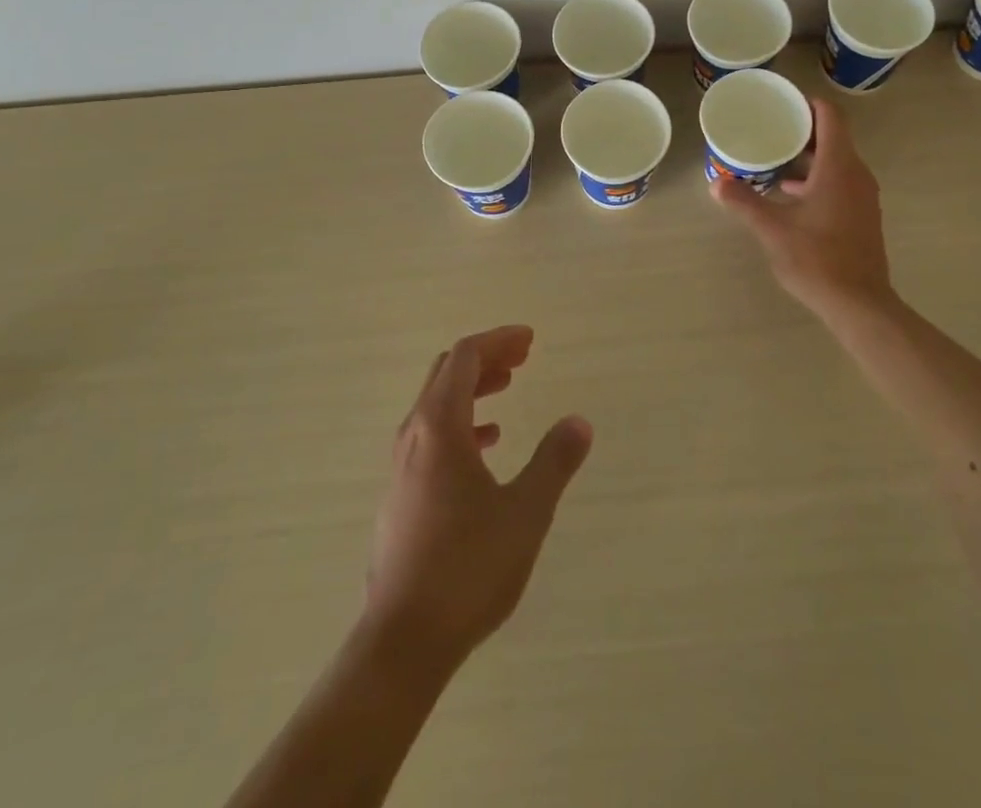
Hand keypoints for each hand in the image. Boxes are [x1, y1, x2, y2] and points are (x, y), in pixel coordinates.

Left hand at [365, 326, 592, 671]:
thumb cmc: (467, 567)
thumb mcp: (525, 512)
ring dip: (472, 389)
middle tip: (522, 358)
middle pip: (446, 374)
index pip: (464, 358)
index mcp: (439, 426)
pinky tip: (487, 445)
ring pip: (436, 405)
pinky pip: (432, 437)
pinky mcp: (401, 496)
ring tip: (507, 389)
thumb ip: (554, 462)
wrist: (403, 641)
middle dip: (485, 358)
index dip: (498, 341)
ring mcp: (402, 467)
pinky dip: (462, 424)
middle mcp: (413, 436)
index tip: (530, 340)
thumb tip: (579, 421)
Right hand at [712, 96, 894, 316]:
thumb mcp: (772, 229)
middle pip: (833, 137)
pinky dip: (817, 178)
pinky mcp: (862, 216)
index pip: (831, 117)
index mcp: (839, 167)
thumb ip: (744, 202)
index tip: (783, 103)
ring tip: (774, 159)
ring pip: (836, 162)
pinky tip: (790, 195)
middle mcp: (856, 175)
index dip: (808, 104)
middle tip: (769, 128)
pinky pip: (840, 182)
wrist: (859, 304)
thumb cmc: (817, 259)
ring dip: (808, 157)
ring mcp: (863, 197)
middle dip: (802, 130)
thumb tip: (715, 183)